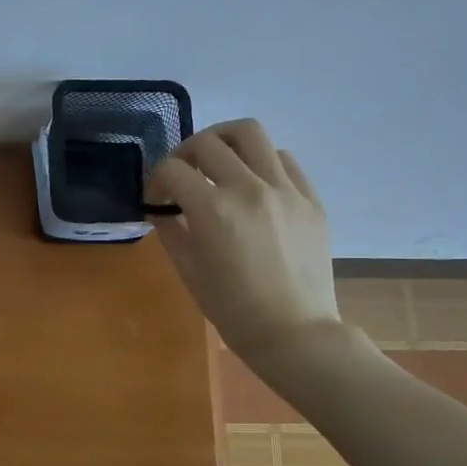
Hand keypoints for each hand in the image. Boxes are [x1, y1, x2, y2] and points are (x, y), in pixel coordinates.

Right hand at [145, 120, 340, 361]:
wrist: (294, 332)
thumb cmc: (232, 309)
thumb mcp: (189, 270)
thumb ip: (171, 230)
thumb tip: (161, 207)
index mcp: (213, 210)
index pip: (173, 170)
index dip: (156, 181)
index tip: (156, 199)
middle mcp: (249, 189)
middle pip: (207, 142)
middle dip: (184, 154)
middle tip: (182, 175)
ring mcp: (285, 190)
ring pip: (250, 133)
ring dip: (224, 141)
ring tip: (218, 161)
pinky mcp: (310, 199)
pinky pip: (283, 160)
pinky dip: (261, 161)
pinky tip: (253, 183)